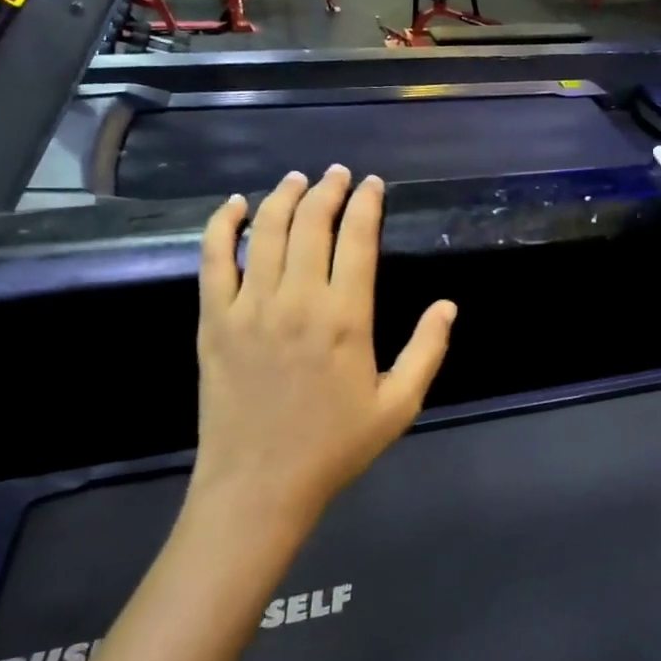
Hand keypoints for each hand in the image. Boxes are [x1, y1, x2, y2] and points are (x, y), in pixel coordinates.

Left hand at [193, 168, 455, 533]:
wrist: (260, 485)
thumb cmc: (334, 447)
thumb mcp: (398, 405)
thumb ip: (427, 351)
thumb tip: (447, 305)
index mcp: (346, 317)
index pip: (357, 238)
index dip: (366, 203)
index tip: (372, 184)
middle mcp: (298, 299)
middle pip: (312, 223)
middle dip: (328, 190)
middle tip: (338, 175)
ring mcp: (250, 306)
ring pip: (266, 230)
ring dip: (283, 197)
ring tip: (297, 179)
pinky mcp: (214, 320)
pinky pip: (213, 259)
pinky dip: (222, 225)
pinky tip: (233, 205)